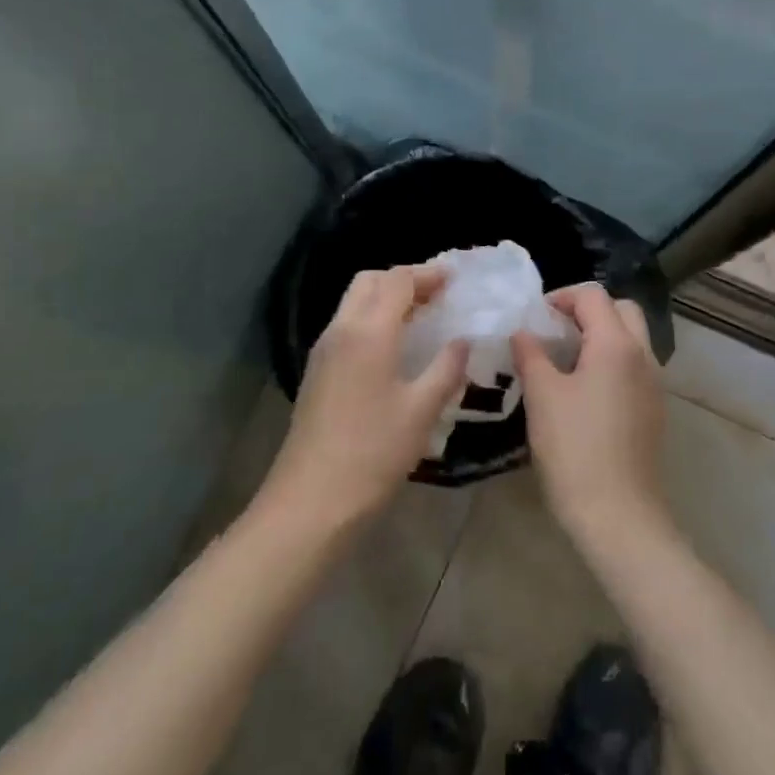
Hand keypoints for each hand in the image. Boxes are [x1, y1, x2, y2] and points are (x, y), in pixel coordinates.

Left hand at [257, 265, 468, 535]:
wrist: (311, 500)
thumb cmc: (373, 452)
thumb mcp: (422, 410)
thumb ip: (446, 368)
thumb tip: (463, 341)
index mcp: (369, 331)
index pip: (397, 281)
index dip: (427, 274)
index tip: (455, 279)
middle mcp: (341, 330)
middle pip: (369, 282)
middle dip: (403, 280)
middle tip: (437, 295)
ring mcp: (324, 351)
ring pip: (354, 303)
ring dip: (386, 299)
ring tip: (421, 318)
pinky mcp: (318, 373)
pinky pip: (347, 327)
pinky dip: (373, 320)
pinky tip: (395, 349)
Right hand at [511, 283, 671, 547]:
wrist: (617, 513)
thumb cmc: (574, 448)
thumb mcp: (542, 396)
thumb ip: (531, 354)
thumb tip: (522, 332)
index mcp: (617, 344)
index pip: (593, 295)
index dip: (560, 296)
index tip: (534, 317)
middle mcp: (643, 355)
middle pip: (621, 309)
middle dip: (587, 310)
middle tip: (554, 330)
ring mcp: (654, 382)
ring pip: (632, 338)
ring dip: (601, 335)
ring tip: (564, 359)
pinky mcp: (654, 408)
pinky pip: (635, 365)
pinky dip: (612, 360)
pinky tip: (583, 389)